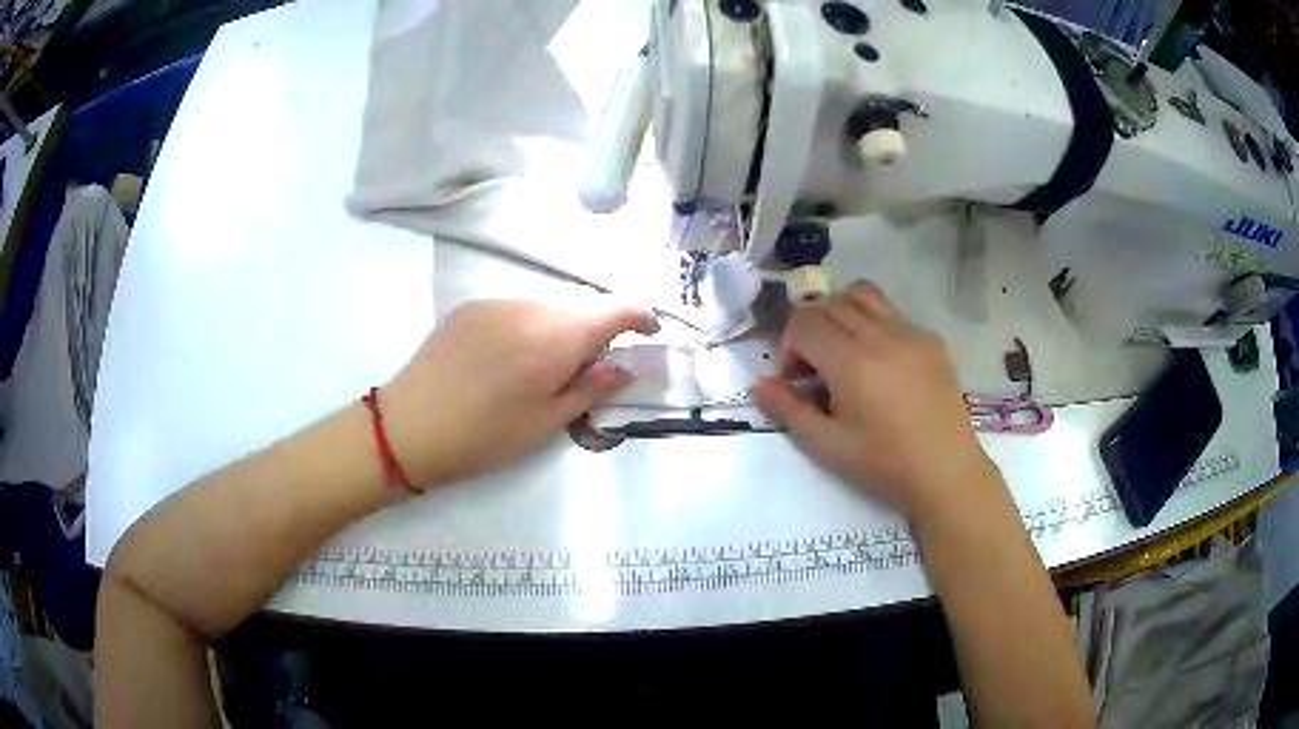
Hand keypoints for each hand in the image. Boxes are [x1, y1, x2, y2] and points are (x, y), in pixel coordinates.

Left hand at [380, 299, 658, 486]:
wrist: (408, 425)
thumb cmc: (483, 436)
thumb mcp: (544, 424)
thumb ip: (589, 389)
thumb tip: (622, 366)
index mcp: (555, 339)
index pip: (614, 309)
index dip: (640, 315)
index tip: (650, 332)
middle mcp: (530, 308)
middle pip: (580, 305)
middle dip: (597, 327)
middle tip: (590, 366)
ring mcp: (496, 303)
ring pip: (548, 304)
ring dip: (562, 325)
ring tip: (545, 365)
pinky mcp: (470, 307)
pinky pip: (516, 307)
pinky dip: (530, 323)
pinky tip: (510, 356)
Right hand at [750, 280, 995, 521]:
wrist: (946, 472)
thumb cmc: (884, 465)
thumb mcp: (828, 446)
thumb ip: (788, 410)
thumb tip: (757, 383)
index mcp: (852, 363)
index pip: (805, 323)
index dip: (789, 346)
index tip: (795, 379)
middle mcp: (881, 335)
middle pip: (829, 303)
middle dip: (810, 329)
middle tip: (815, 369)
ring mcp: (911, 332)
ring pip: (862, 294)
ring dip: (840, 313)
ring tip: (843, 350)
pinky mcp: (931, 339)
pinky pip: (892, 313)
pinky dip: (872, 324)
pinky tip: (880, 364)